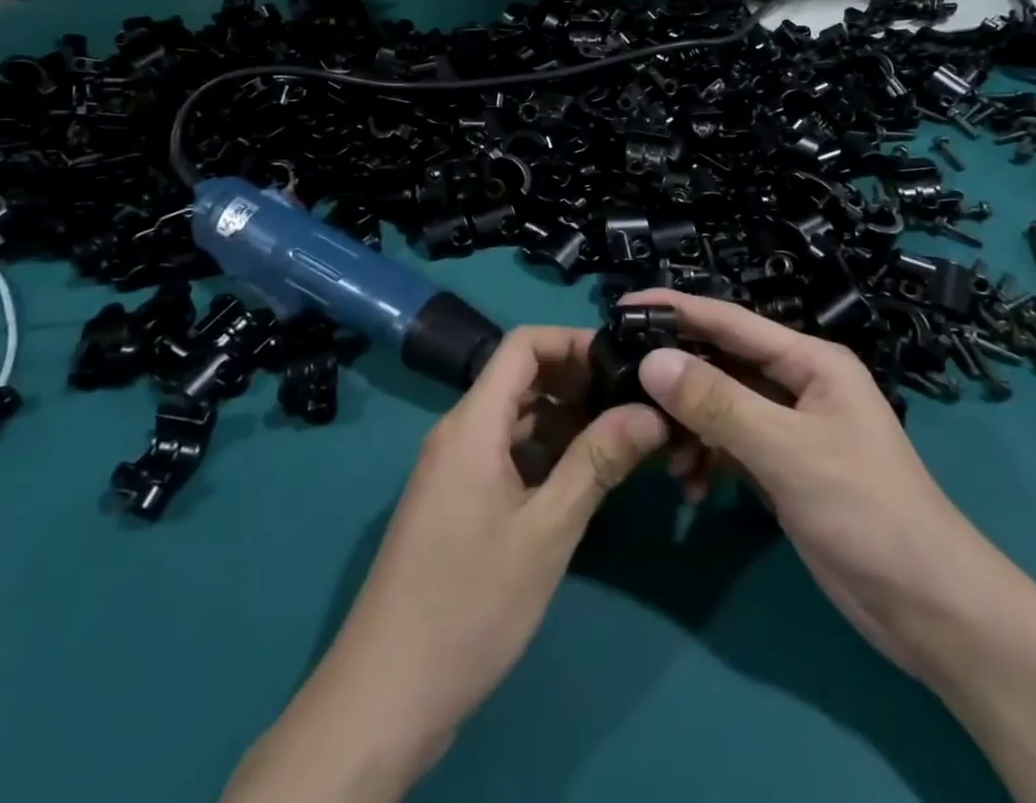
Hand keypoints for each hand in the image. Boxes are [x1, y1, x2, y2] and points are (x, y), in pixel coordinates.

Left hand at [227, 327, 666, 801]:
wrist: (385, 694)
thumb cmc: (470, 603)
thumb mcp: (546, 531)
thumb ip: (597, 461)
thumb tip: (650, 410)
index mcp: (472, 422)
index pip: (522, 345)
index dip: (572, 341)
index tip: (621, 361)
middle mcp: (458, 431)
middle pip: (520, 378)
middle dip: (575, 382)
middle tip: (631, 404)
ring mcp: (452, 467)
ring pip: (514, 418)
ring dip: (562, 420)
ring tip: (616, 441)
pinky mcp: (454, 500)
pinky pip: (503, 453)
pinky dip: (542, 453)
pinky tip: (577, 481)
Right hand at [627, 290, 1007, 678]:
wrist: (928, 608)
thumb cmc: (865, 510)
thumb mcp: (786, 450)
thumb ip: (717, 403)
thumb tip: (651, 360)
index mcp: (810, 360)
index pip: (731, 320)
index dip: (677, 308)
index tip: (623, 304)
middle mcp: (797, 383)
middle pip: (721, 363)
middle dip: (676, 377)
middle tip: (622, 385)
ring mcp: (790, 427)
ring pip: (720, 407)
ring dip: (689, 428)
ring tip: (663, 458)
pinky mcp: (783, 467)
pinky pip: (730, 445)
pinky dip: (707, 459)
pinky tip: (692, 487)